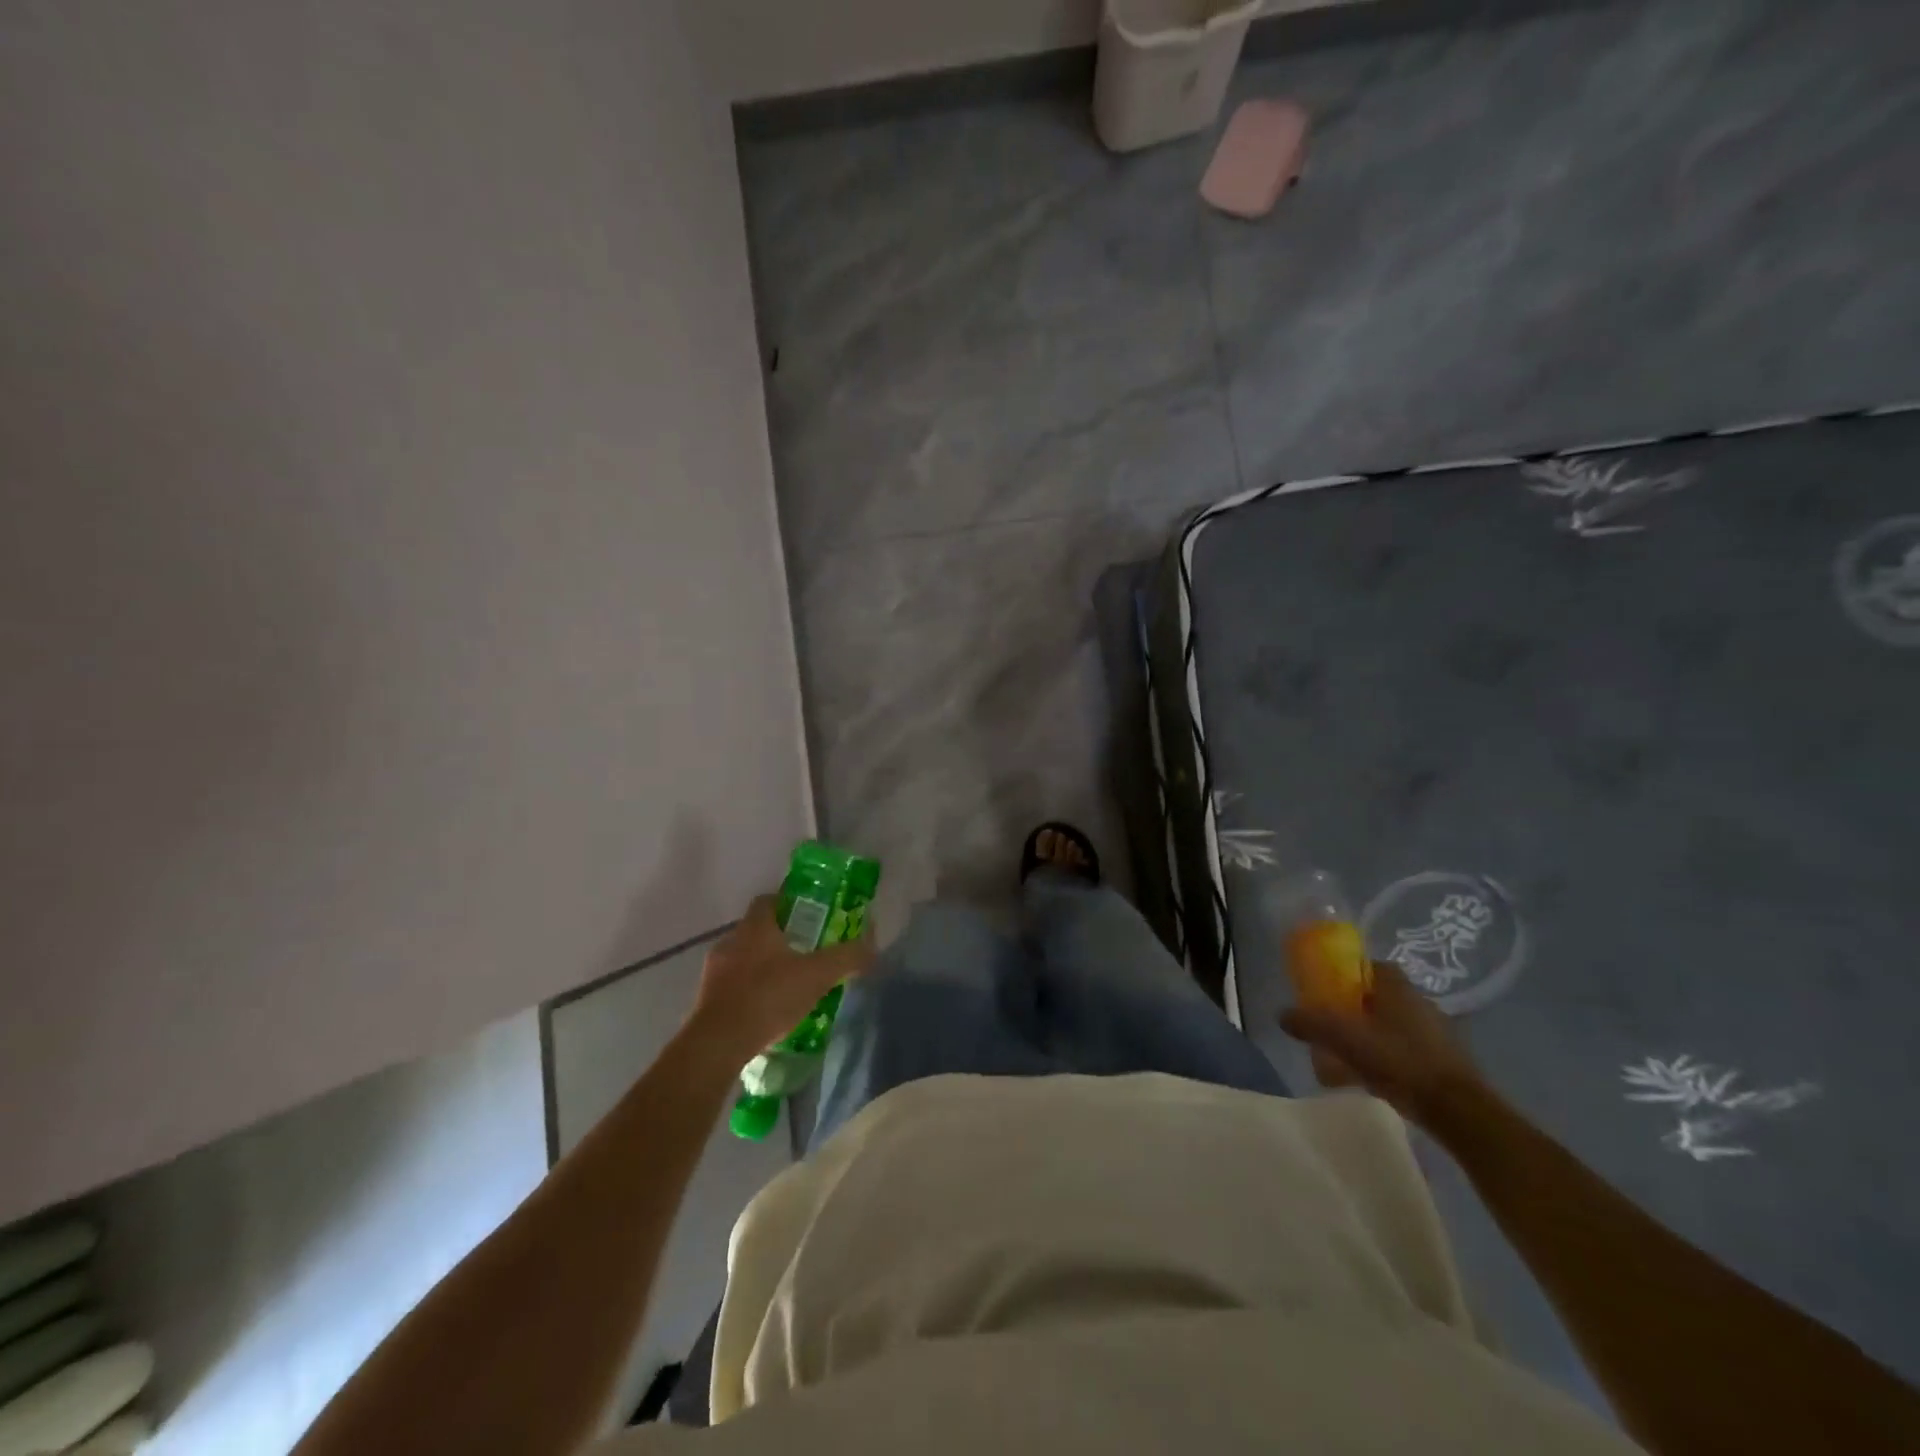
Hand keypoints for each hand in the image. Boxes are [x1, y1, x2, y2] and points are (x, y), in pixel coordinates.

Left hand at [688, 895, 873, 1060]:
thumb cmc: (768, 996)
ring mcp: (714, 972)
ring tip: (788, 986)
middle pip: (757, 930)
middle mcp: (730, 941)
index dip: (788, 904)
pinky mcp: (705, 1001)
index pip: (769, 900)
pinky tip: (767, 1011)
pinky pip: (732, 987)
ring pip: (743, 960)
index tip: (808, 916)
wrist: (718, 1044)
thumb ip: (846, 958)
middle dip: (780, 939)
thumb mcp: (818, 975)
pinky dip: (749, 992)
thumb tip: (872, 947)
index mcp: (755, 927)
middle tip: (806, 953)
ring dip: (763, 968)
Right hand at [1278, 960, 1489, 1131]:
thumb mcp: (1345, 1039)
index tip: (1326, 991)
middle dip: (1354, 1009)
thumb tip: (1282, 1014)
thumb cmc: (1400, 1061)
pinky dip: (1388, 1059)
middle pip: (1377, 997)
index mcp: (1397, 986)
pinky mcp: (1446, 1062)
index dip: (1345, 975)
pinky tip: (1372, 1080)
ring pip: (1392, 1026)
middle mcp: (1419, 1001)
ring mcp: (1437, 1032)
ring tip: (1346, 1059)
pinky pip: (1406, 1051)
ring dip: (1370, 1037)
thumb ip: (1311, 1024)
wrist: (1459, 1111)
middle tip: (1331, 1027)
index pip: (1367, 966)